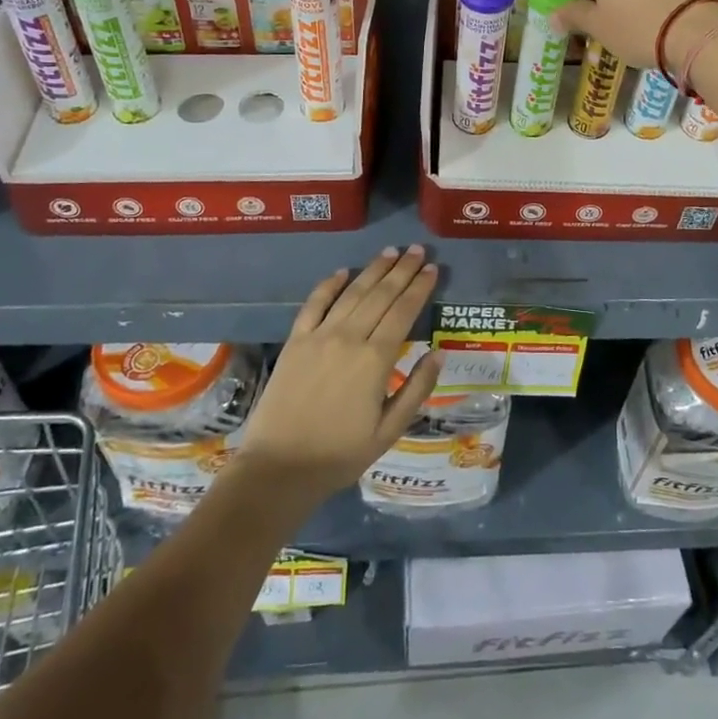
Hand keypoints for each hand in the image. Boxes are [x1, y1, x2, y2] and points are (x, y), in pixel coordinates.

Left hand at [236, 247, 441, 506]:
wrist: (279, 468)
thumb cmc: (340, 455)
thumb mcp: (389, 431)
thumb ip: (416, 390)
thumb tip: (438, 354)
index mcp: (375, 360)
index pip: (403, 312)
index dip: (419, 288)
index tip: (432, 269)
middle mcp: (349, 338)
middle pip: (381, 295)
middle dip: (402, 270)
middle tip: (417, 250)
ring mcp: (319, 336)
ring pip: (352, 293)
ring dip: (373, 270)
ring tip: (390, 252)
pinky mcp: (295, 341)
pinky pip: (314, 304)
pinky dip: (329, 284)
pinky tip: (343, 271)